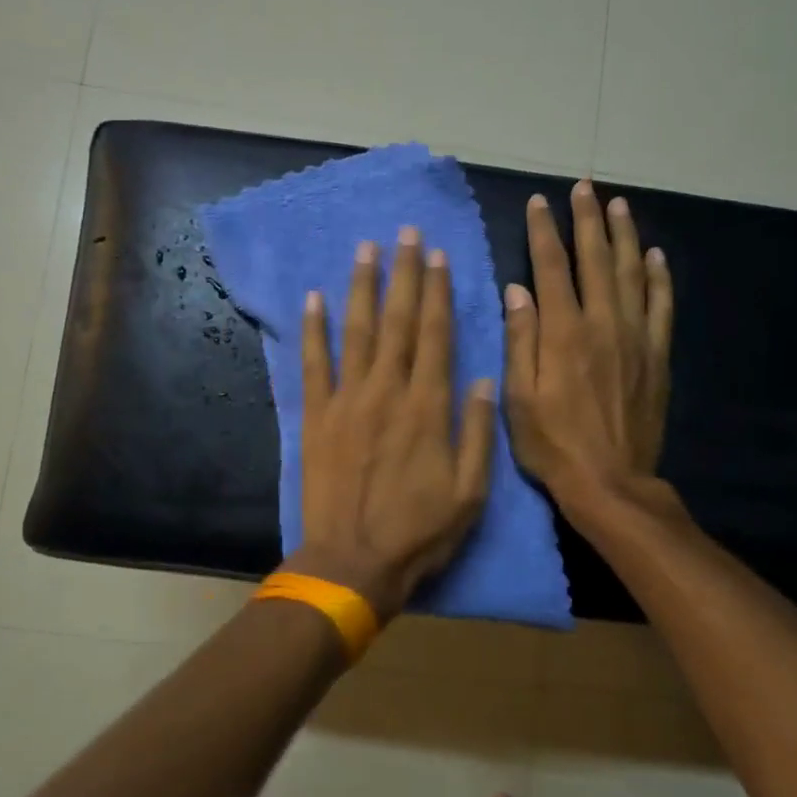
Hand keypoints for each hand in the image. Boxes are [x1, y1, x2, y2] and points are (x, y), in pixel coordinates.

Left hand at [292, 229, 496, 622]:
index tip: (437, 255)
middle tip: (405, 233)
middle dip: (404, 274)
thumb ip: (477, 430)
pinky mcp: (316, 418)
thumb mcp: (471, 491)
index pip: (437, 335)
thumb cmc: (419, 533)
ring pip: (356, 332)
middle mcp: (388, 391)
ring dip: (362, 288)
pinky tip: (314, 298)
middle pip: (399, 322)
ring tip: (366, 249)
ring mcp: (347, 401)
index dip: (438, 292)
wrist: (353, 563)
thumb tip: (483, 378)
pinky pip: (313, 365)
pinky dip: (312, 331)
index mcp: (429, 407)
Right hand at [503, 181, 672, 515]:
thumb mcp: (519, 399)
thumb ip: (520, 340)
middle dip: (587, 220)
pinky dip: (659, 277)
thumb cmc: (553, 446)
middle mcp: (603, 324)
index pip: (551, 268)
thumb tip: (516, 290)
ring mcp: (636, 338)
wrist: (610, 482)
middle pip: (596, 259)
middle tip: (584, 187)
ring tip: (619, 205)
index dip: (544, 231)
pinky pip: (661, 306)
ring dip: (625, 236)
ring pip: (632, 273)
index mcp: (563, 333)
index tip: (539, 202)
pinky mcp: (657, 356)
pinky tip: (656, 256)